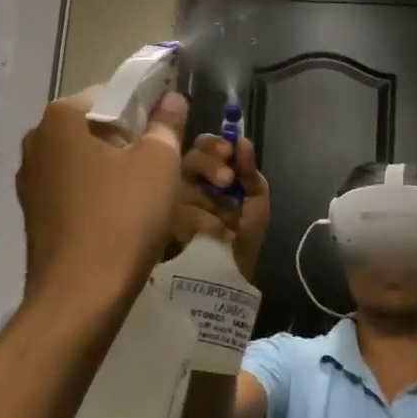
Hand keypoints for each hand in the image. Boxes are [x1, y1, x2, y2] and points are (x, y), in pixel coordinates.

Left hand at [15, 88, 189, 313]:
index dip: (148, 104)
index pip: (113, 92)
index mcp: (61, 117)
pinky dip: (100, 190)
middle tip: (166, 158)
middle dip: (132, 135)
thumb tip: (171, 99)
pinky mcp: (35, 212)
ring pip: (87, 157)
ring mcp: (32, 179)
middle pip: (97, 124)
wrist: (80, 297)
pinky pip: (76, 187)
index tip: (172, 126)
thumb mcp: (159, 161)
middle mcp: (38, 141)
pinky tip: (123, 212)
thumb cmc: (123, 217)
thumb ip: (166, 122)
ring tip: (149, 188)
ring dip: (117, 164)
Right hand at [171, 133, 270, 283]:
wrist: (230, 276)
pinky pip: (177, 212)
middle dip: (209, 165)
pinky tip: (213, 234)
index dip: (214, 145)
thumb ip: (249, 172)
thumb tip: (242, 140)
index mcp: (208, 174)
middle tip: (226, 180)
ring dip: (206, 199)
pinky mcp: (161, 224)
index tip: (228, 152)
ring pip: (181, 183)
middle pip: (188, 158)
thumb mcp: (255, 203)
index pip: (203, 146)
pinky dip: (200, 222)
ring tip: (224, 219)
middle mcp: (186, 183)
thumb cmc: (243, 237)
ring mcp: (170, 203)